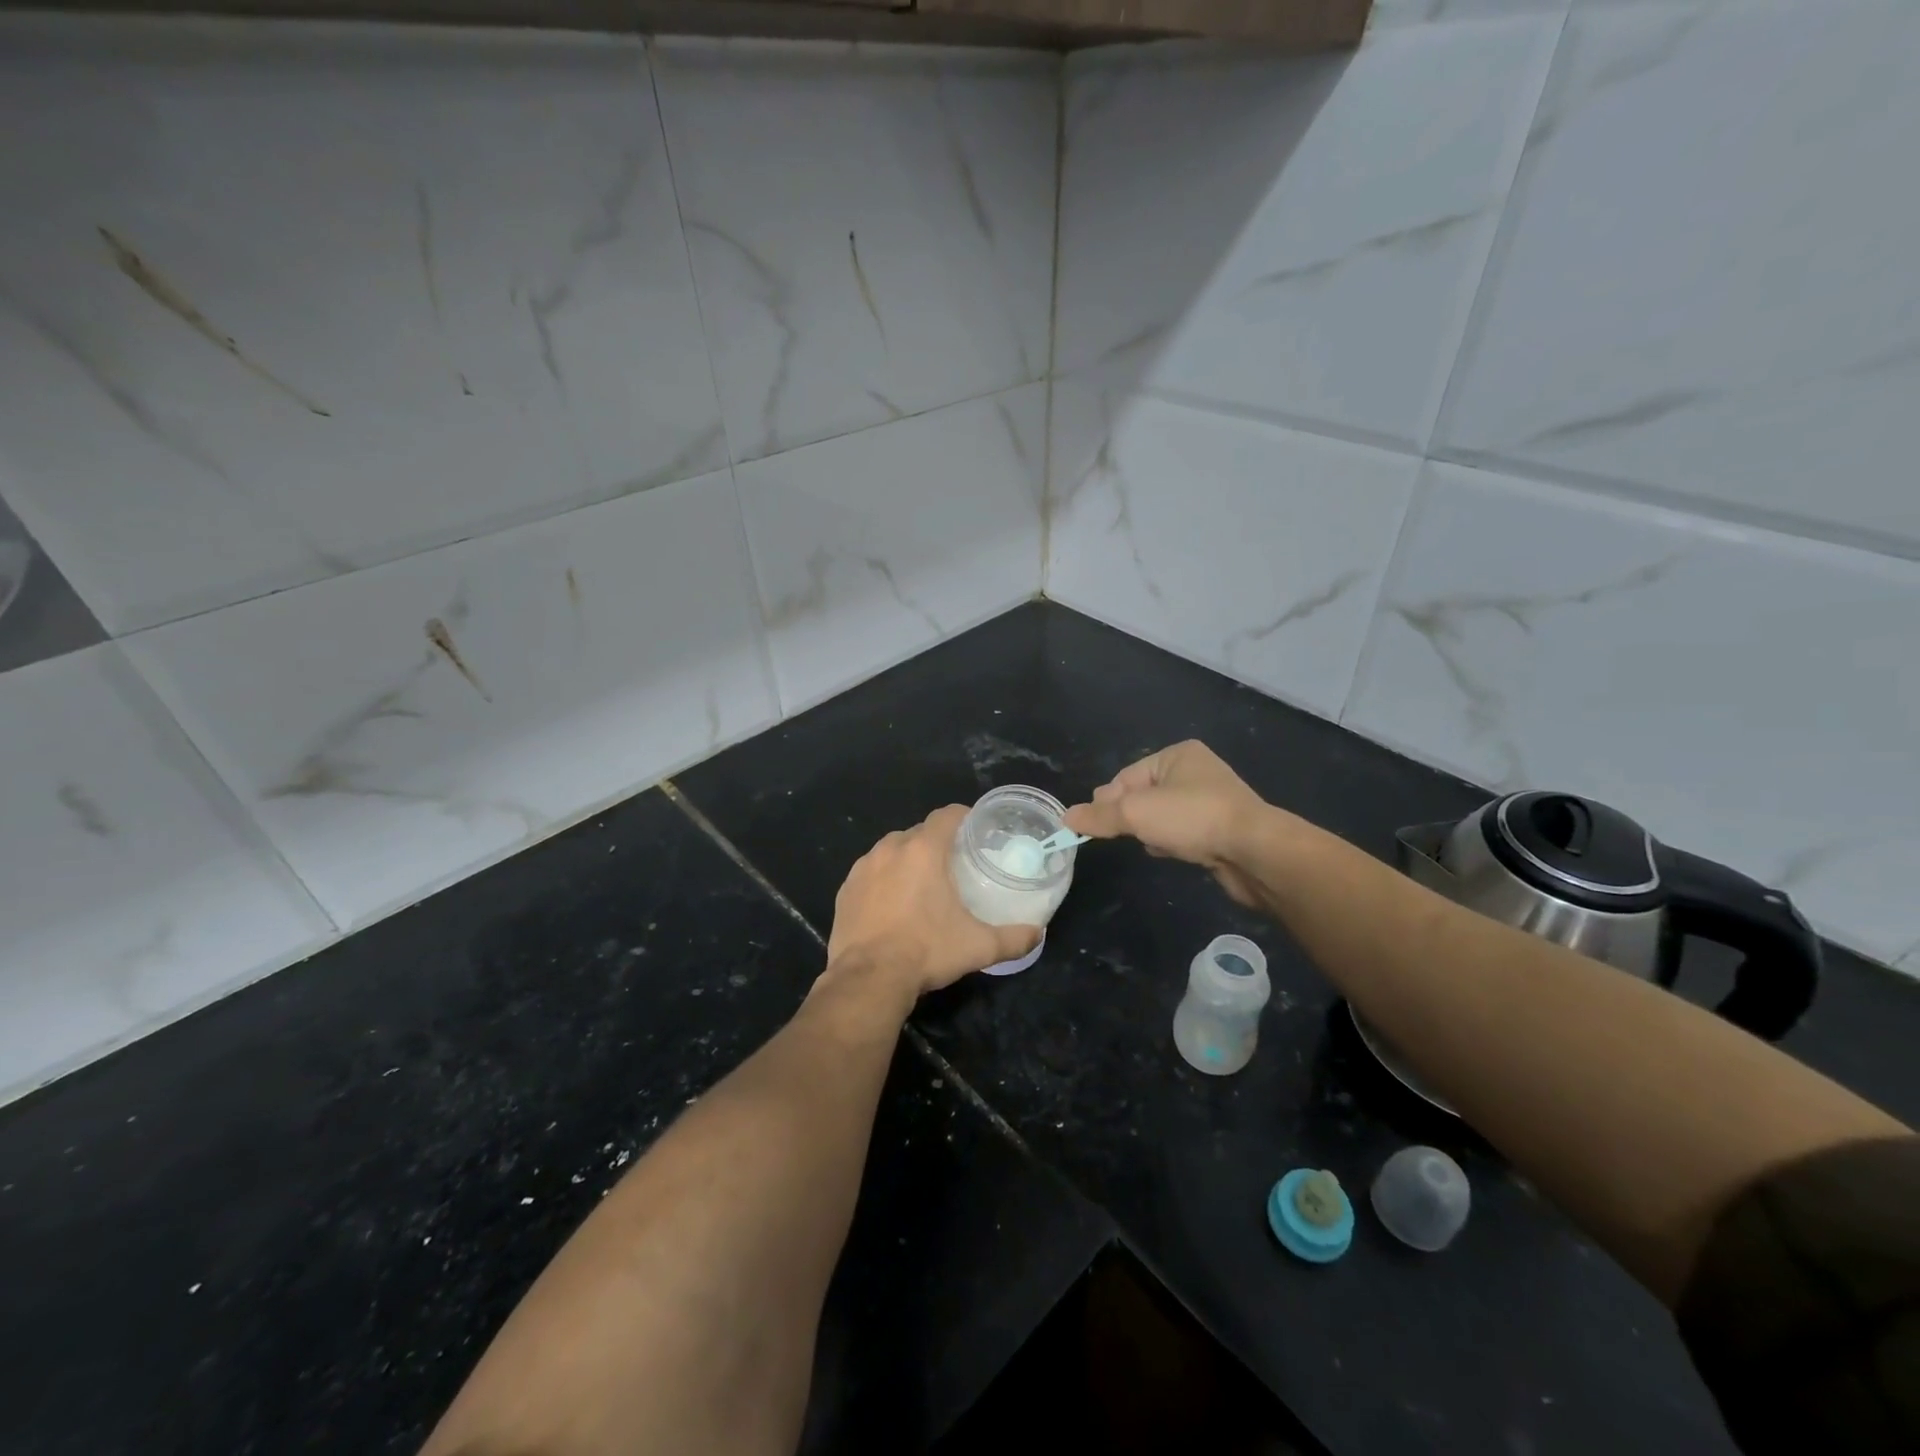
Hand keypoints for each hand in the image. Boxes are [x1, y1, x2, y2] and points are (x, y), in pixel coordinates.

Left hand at [825, 805, 1042, 1002]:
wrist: (868, 979)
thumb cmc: (927, 952)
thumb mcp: (979, 947)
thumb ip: (1014, 938)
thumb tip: (1037, 934)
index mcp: (923, 850)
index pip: (947, 815)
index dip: (964, 817)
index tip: (976, 830)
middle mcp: (890, 849)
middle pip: (919, 833)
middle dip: (937, 843)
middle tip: (954, 864)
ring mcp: (862, 868)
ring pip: (891, 851)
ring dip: (908, 860)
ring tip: (922, 884)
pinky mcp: (845, 890)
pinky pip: (870, 873)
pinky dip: (883, 880)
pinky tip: (892, 904)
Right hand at [1064, 741, 1272, 908]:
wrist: (1254, 851)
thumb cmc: (1192, 818)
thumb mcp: (1136, 813)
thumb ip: (1099, 816)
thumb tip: (1066, 818)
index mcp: (1177, 755)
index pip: (1126, 776)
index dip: (1108, 801)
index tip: (1094, 824)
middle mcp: (1195, 772)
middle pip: (1142, 795)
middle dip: (1130, 817)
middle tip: (1123, 834)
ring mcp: (1210, 801)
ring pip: (1161, 816)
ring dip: (1151, 831)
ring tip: (1153, 844)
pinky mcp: (1219, 829)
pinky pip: (1181, 832)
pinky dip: (1171, 842)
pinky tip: (1171, 853)